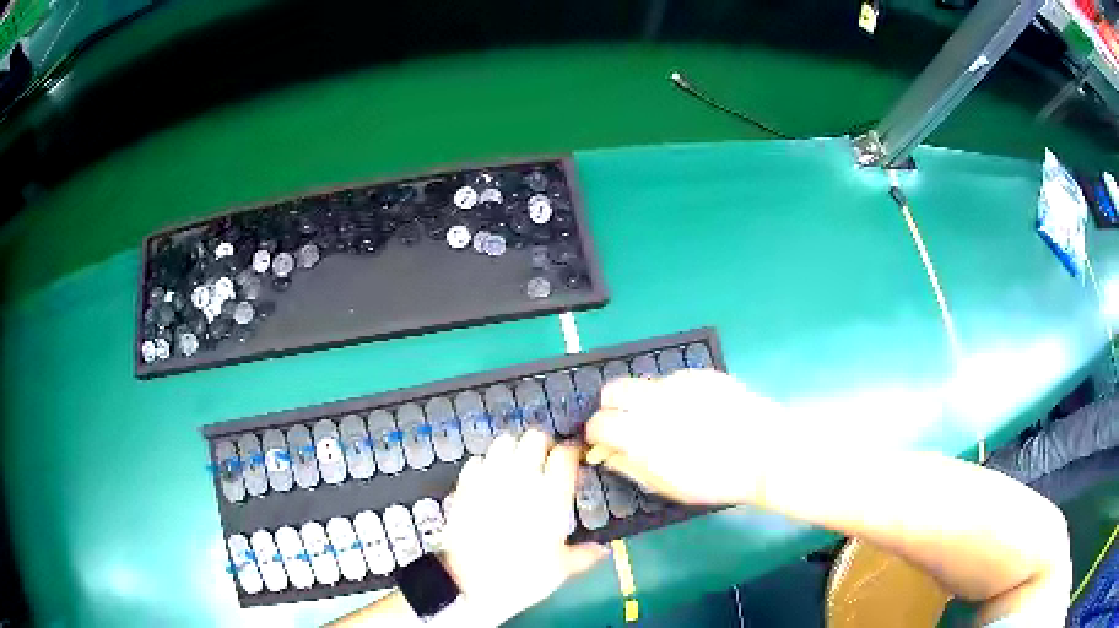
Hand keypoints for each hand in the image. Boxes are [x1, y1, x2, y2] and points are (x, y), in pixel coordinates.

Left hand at [439, 430, 606, 625]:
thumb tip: (603, 551)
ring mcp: (490, 479)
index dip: (571, 453)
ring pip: (504, 442)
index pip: (566, 454)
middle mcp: (522, 479)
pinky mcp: (465, 486)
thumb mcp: (562, 569)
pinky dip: (485, 465)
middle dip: (542, 446)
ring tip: (516, 467)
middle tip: (544, 463)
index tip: (573, 463)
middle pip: (535, 438)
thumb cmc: (524, 578)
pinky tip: (488, 481)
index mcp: (552, 496)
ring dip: (513, 450)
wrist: (471, 583)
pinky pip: (477, 461)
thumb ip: (585, 555)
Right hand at [585, 370, 786, 505]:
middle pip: (613, 389)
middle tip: (628, 425)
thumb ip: (629, 466)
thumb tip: (605, 454)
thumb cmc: (715, 479)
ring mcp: (679, 383)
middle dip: (612, 407)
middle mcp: (655, 402)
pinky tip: (697, 412)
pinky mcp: (701, 374)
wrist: (765, 453)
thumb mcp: (667, 486)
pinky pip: (674, 380)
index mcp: (642, 435)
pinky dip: (674, 394)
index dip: (596, 433)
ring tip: (671, 421)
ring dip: (644, 401)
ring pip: (644, 384)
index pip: (599, 422)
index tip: (604, 442)